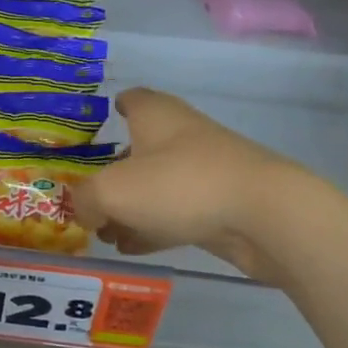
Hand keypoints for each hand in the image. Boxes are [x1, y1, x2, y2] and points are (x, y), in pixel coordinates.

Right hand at [71, 88, 294, 274]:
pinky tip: (133, 248)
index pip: (133, 99)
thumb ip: (85, 199)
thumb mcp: (112, 191)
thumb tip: (84, 209)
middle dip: (115, 172)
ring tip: (106, 233)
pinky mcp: (221, 204)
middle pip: (141, 147)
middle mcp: (181, 134)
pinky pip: (177, 213)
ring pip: (158, 184)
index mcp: (155, 115)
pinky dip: (154, 227)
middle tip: (91, 198)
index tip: (103, 124)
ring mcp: (205, 170)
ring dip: (132, 206)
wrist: (263, 214)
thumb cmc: (179, 185)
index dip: (117, 107)